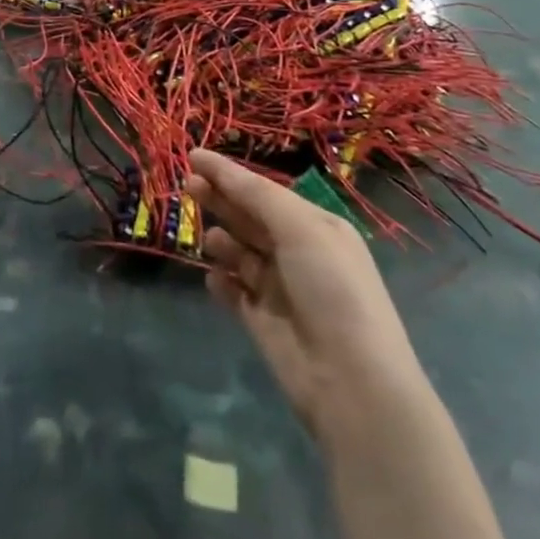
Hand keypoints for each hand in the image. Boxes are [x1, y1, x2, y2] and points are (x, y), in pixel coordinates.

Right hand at [188, 149, 425, 441]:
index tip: (193, 156)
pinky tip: (213, 278)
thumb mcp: (301, 229)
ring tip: (211, 240)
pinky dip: (221, 282)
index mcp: (316, 226)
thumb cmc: (332, 289)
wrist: (351, 382)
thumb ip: (257, 197)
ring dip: (222, 240)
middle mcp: (299, 253)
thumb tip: (220, 170)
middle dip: (220, 200)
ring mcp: (280, 289)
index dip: (229, 173)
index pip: (265, 191)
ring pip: (240, 253)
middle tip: (188, 185)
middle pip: (249, 217)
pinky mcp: (263, 322)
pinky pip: (234, 291)